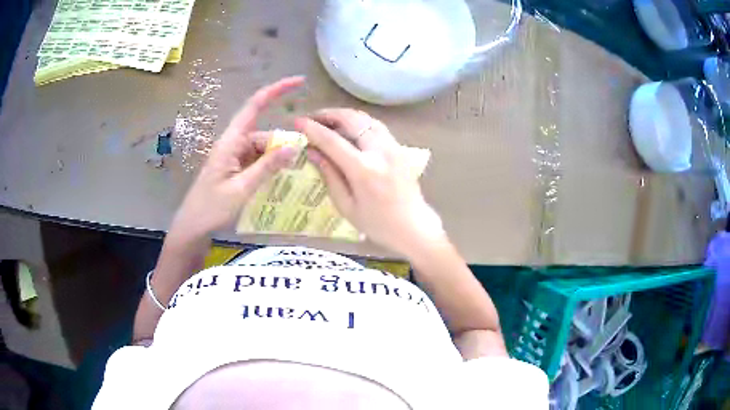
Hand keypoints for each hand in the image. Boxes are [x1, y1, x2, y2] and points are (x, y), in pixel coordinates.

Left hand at [171, 77, 303, 237]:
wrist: (193, 227)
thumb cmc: (212, 208)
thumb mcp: (242, 188)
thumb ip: (267, 167)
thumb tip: (295, 146)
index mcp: (231, 141)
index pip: (254, 107)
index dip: (276, 91)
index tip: (299, 81)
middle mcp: (233, 144)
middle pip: (265, 134)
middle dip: (284, 144)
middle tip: (303, 160)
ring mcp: (234, 156)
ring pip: (263, 149)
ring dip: (277, 159)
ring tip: (291, 175)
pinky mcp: (236, 168)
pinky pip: (258, 160)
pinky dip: (270, 166)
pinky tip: (279, 179)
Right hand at [295, 109, 444, 256]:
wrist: (414, 227)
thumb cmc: (378, 224)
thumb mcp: (346, 206)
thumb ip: (329, 175)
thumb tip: (312, 151)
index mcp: (364, 169)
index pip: (332, 141)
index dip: (313, 129)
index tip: (298, 122)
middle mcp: (379, 151)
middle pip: (352, 120)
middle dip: (329, 114)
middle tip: (313, 118)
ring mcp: (393, 147)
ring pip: (366, 118)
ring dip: (345, 115)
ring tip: (328, 120)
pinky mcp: (399, 148)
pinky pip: (377, 126)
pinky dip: (360, 121)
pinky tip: (350, 128)